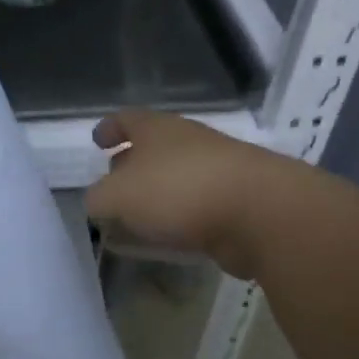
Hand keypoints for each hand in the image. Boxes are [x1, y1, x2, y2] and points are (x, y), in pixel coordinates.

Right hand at [85, 109, 276, 278]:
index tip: (97, 141)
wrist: (261, 212)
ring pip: (175, 178)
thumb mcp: (119, 196)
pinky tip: (168, 240)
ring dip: (156, 196)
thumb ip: (99, 199)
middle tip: (113, 185)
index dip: (109, 128)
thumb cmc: (179, 190)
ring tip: (136, 219)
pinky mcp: (237, 201)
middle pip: (152, 147)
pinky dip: (179, 219)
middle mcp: (187, 141)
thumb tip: (97, 202)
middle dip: (130, 165)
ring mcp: (217, 170)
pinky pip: (196, 207)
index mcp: (157, 128)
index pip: (127, 118)